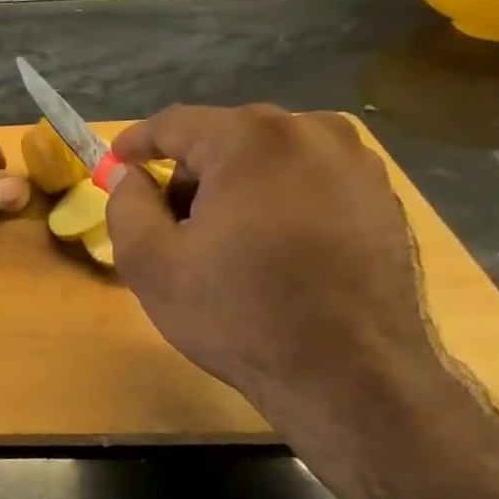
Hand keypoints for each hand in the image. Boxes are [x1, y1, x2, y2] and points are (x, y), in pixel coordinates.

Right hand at [104, 104, 444, 420]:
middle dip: (189, 173)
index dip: (137, 142)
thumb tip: (133, 177)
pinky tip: (272, 252)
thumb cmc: (239, 315)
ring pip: (269, 158)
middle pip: (225, 137)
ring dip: (235, 187)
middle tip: (170, 223)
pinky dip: (278, 201)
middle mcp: (313, 132)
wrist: (351, 376)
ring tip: (224, 243)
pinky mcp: (383, 197)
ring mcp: (358, 163)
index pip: (176, 123)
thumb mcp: (150, 264)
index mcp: (252, 140)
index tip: (115, 164)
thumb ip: (126, 205)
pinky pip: (309, 181)